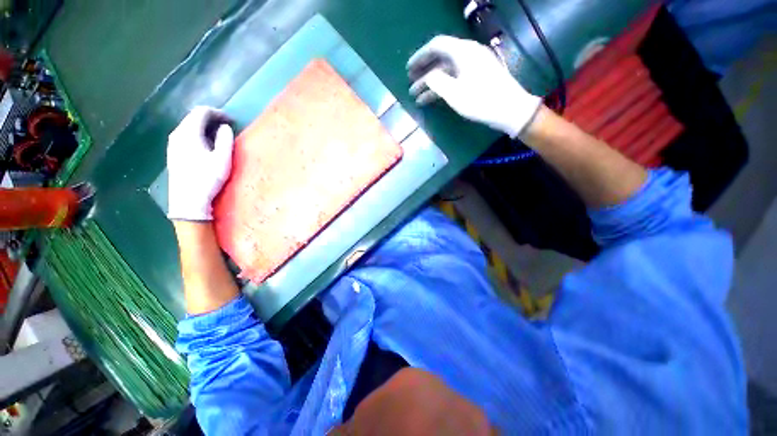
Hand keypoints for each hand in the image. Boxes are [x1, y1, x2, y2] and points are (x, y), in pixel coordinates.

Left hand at [167, 106, 233, 220]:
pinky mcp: (173, 153)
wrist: (188, 200)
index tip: (232, 120)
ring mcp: (173, 144)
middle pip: (193, 117)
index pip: (201, 112)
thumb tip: (225, 127)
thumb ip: (224, 140)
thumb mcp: (222, 159)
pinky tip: (206, 144)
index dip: (218, 113)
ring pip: (188, 126)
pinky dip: (198, 134)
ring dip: (204, 127)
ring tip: (219, 135)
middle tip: (227, 127)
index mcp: (189, 133)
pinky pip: (185, 135)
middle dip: (211, 118)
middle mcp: (177, 134)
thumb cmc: (207, 179)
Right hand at [407, 35, 541, 137]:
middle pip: (440, 59)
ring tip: (417, 98)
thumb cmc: (481, 101)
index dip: (420, 57)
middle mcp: (468, 54)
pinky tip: (432, 99)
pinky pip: (454, 79)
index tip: (408, 70)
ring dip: (431, 84)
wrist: (510, 110)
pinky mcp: (477, 78)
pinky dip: (442, 88)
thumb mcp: (455, 93)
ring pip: (446, 71)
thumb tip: (428, 77)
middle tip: (410, 83)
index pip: (436, 46)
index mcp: (463, 52)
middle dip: (423, 72)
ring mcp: (474, 66)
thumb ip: (437, 82)